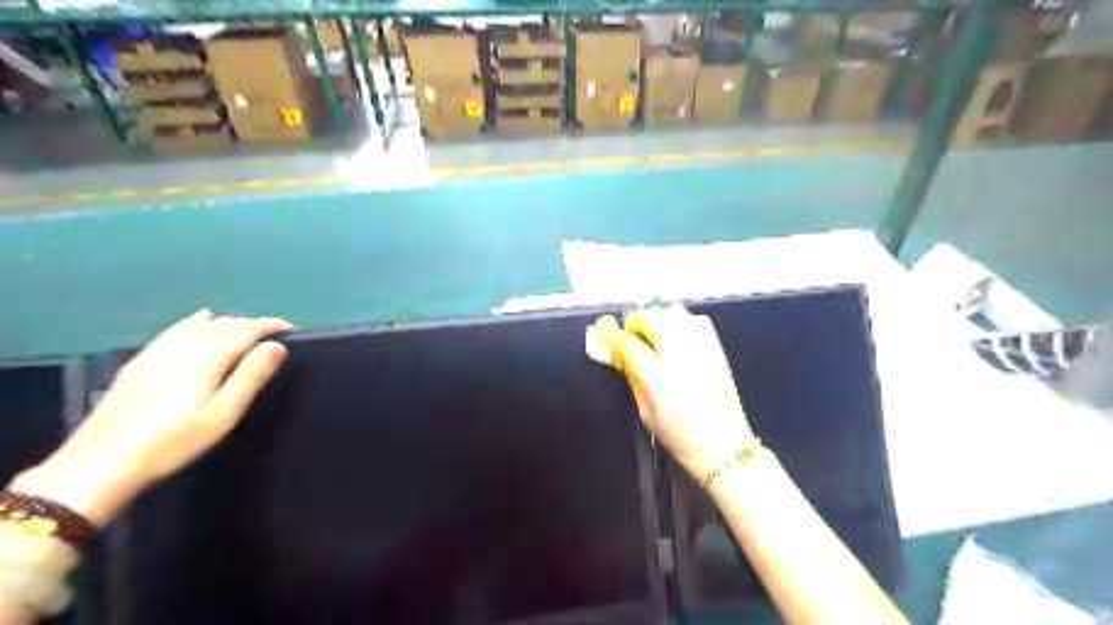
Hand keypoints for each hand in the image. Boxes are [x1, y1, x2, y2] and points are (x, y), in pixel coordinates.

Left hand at [12, 310, 290, 524]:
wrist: (101, 462)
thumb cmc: (173, 443)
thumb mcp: (222, 415)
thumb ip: (250, 377)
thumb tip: (277, 347)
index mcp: (207, 360)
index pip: (245, 331)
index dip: (269, 325)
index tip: (290, 328)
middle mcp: (183, 348)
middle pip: (223, 325)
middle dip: (252, 322)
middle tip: (274, 330)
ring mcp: (159, 353)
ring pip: (200, 325)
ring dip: (228, 321)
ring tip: (247, 326)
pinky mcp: (142, 362)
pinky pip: (176, 329)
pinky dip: (195, 320)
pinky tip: (200, 318)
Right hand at [591, 306, 757, 478]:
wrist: (725, 449)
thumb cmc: (681, 438)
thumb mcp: (646, 413)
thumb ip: (634, 379)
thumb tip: (622, 357)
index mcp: (658, 377)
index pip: (628, 343)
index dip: (611, 334)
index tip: (602, 329)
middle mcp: (680, 357)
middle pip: (653, 318)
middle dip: (635, 320)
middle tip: (629, 331)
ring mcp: (702, 351)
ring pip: (677, 312)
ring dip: (658, 315)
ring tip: (652, 329)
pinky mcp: (718, 351)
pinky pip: (699, 321)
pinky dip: (683, 320)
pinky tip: (677, 333)